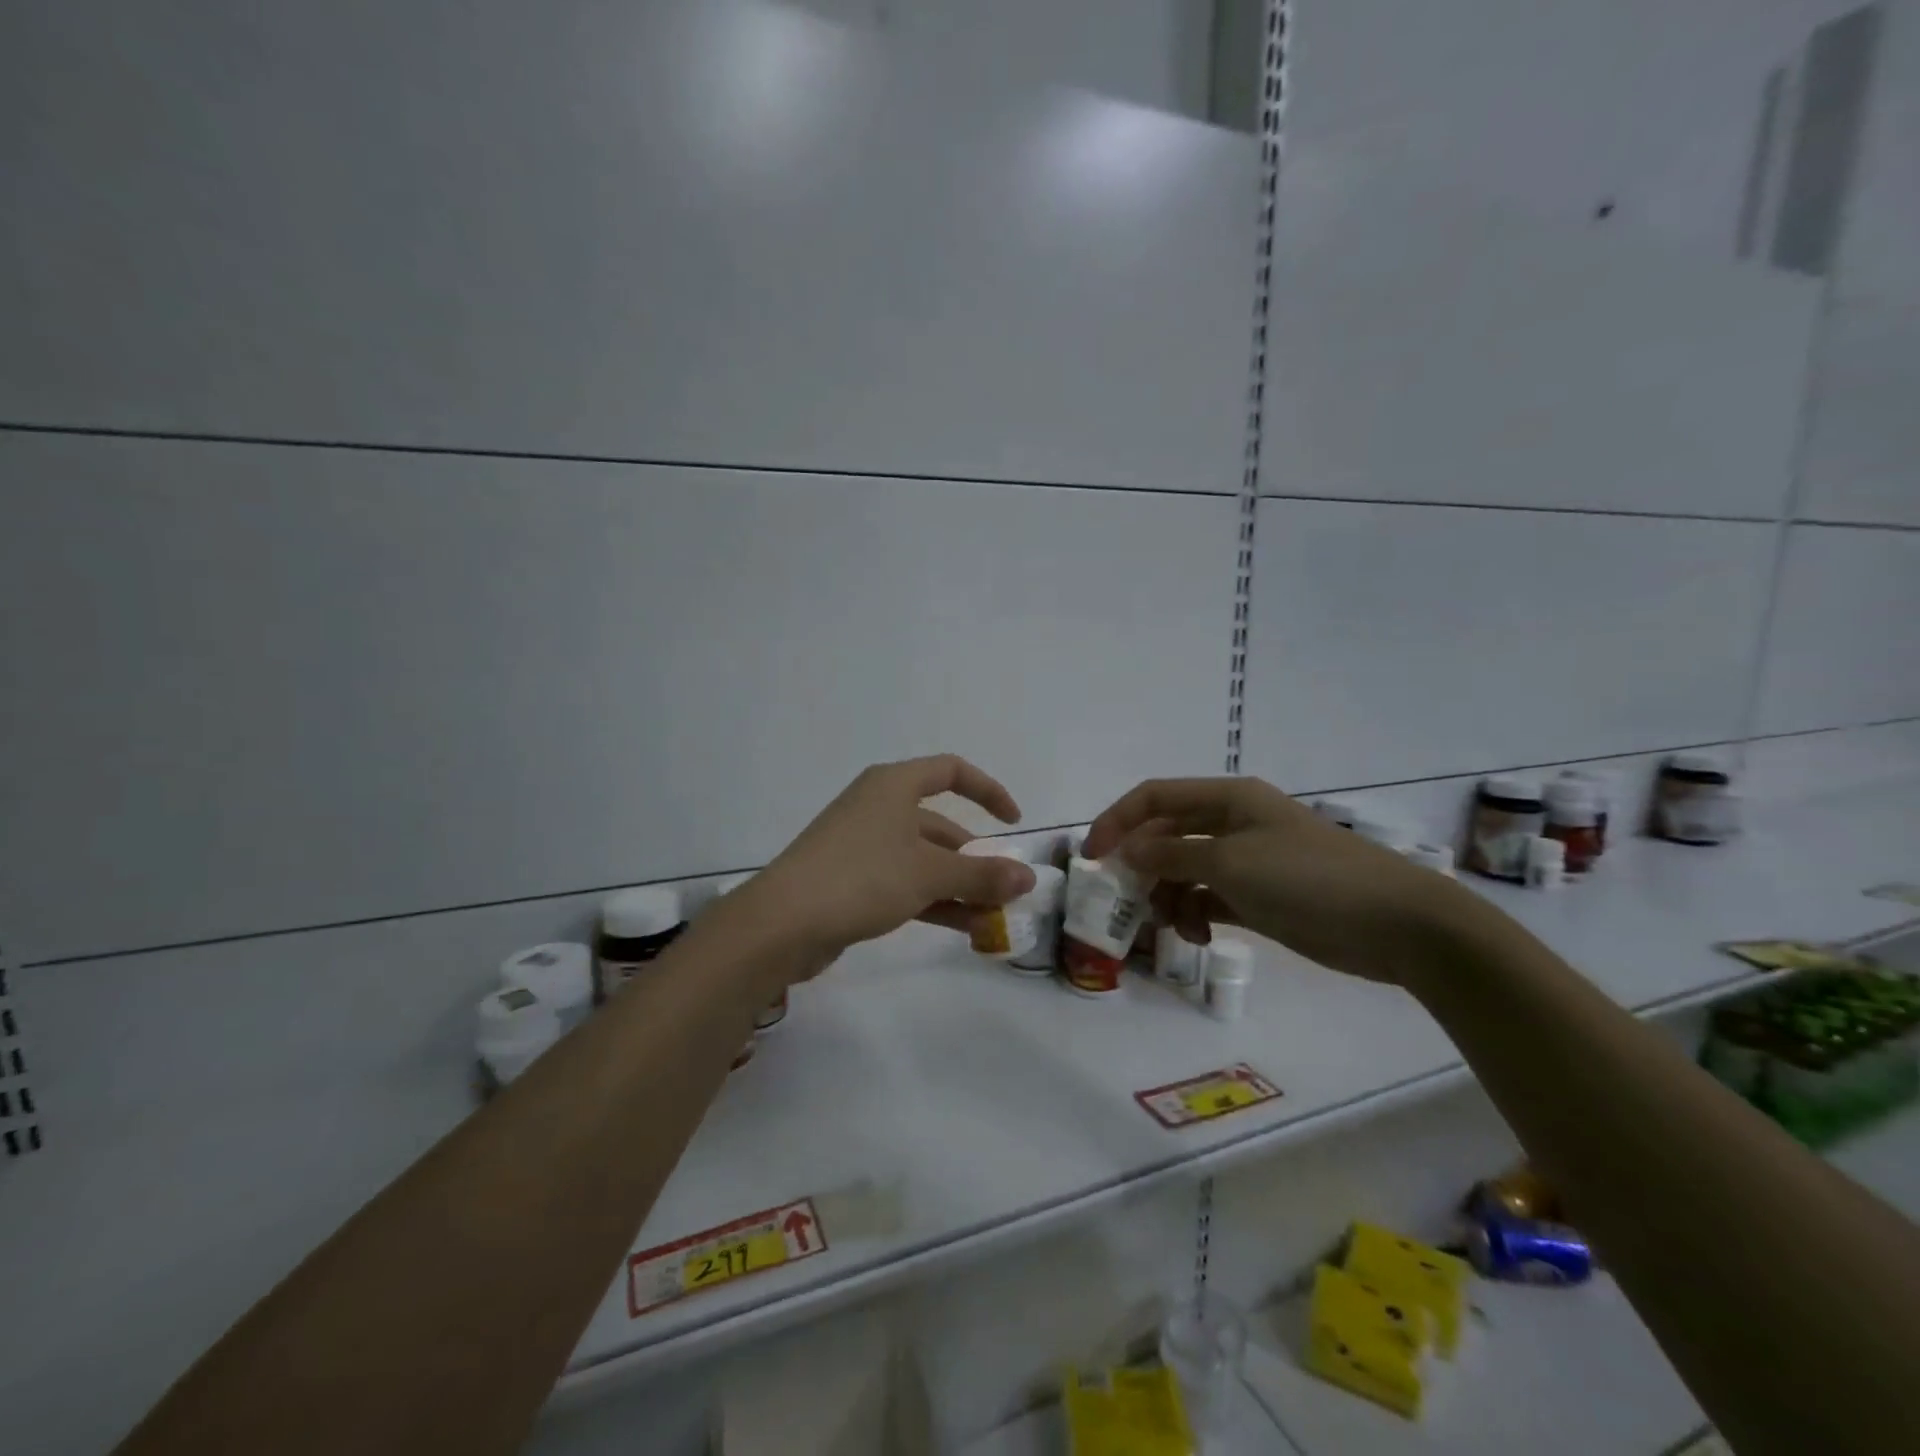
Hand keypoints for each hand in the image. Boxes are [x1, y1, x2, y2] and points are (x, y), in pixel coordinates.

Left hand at [747, 755, 1036, 958]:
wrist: (781, 923)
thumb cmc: (861, 877)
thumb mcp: (930, 874)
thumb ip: (982, 875)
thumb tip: (1029, 878)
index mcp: (894, 785)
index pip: (951, 771)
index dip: (988, 791)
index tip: (1013, 823)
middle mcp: (878, 807)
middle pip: (940, 824)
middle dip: (976, 857)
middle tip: (1006, 888)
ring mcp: (863, 844)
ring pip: (924, 859)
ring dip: (959, 886)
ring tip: (994, 917)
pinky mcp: (852, 880)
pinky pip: (905, 883)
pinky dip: (935, 901)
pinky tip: (964, 929)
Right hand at [1083, 777, 1476, 987]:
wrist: (1396, 923)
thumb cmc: (1308, 879)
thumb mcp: (1231, 862)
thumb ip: (1172, 853)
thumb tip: (1128, 848)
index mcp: (1227, 799)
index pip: (1154, 797)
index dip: (1117, 820)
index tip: (1091, 856)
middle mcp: (1232, 823)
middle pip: (1166, 834)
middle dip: (1142, 865)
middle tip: (1125, 900)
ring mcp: (1247, 860)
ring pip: (1184, 869)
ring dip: (1168, 895)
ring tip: (1171, 926)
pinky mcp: (1259, 896)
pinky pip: (1208, 897)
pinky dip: (1195, 913)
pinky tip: (1197, 935)